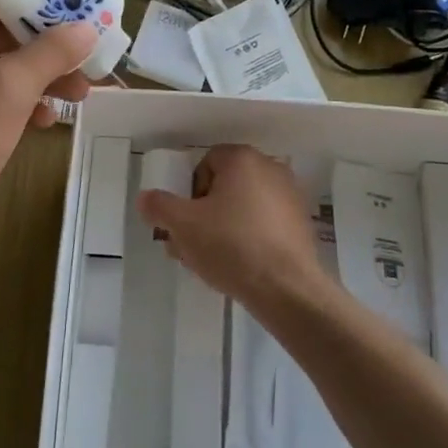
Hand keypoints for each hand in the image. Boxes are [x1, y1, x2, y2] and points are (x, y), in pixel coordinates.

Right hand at [136, 144, 327, 311]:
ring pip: (244, 206)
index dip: (190, 192)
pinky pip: (265, 223)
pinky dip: (249, 237)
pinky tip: (238, 266)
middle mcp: (270, 168)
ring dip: (223, 227)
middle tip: (190, 244)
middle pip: (225, 186)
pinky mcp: (301, 224)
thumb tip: (145, 198)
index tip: (185, 221)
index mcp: (243, 159)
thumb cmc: (231, 246)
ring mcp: (290, 196)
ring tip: (210, 261)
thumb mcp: (183, 226)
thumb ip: (159, 207)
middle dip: (204, 213)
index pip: (205, 163)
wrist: (286, 288)